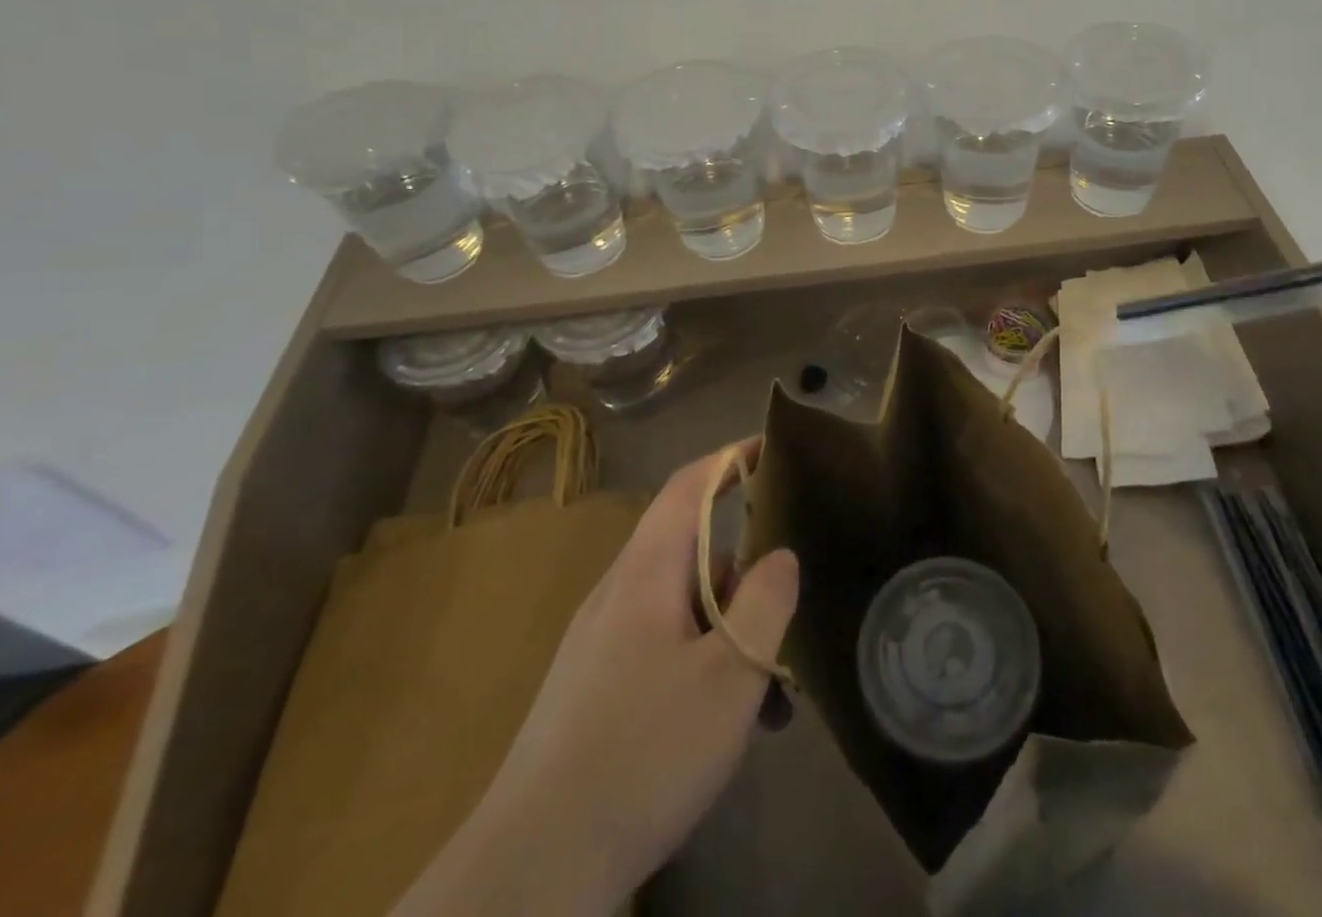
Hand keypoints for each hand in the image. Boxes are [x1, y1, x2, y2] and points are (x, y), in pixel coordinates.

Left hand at [393, 443, 799, 916]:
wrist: (531, 873)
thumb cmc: (643, 753)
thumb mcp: (730, 674)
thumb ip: (765, 602)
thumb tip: (780, 555)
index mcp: (646, 572)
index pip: (689, 486)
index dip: (730, 457)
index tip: (772, 446)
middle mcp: (618, 594)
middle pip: (692, 551)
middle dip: (746, 571)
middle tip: (790, 608)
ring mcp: (600, 645)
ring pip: (682, 608)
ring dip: (730, 631)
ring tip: (771, 693)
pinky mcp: (594, 691)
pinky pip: (662, 649)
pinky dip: (703, 664)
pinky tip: (726, 725)